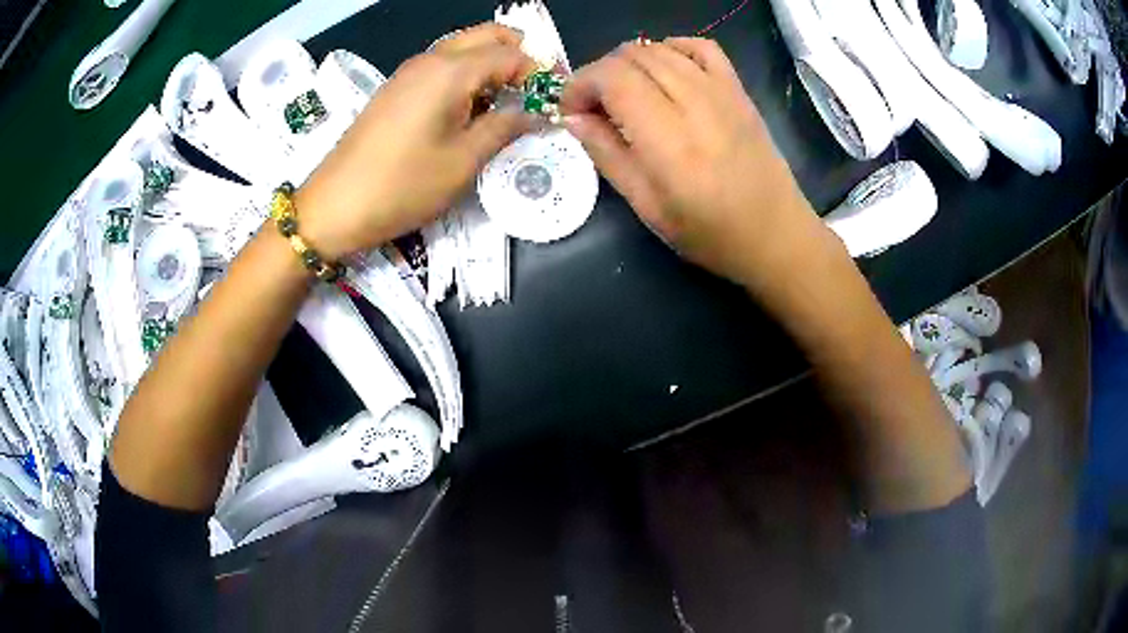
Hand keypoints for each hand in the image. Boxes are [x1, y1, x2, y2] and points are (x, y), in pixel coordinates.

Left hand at [297, 24, 536, 260]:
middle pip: (486, 36)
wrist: (334, 206)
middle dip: (517, 56)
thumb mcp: (463, 161)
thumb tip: (535, 113)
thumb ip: (505, 128)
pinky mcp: (395, 90)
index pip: (510, 54)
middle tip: (533, 93)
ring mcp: (408, 73)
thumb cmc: (402, 186)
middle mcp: (430, 60)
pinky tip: (470, 112)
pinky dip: (465, 78)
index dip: (539, 72)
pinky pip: (441, 68)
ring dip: (490, 66)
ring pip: (462, 50)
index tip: (556, 100)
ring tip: (506, 106)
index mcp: (450, 71)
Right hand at [561, 38, 833, 288]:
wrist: (775, 234)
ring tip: (624, 93)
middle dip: (599, 74)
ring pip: (660, 48)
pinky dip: (672, 48)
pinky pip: (701, 47)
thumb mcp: (647, 206)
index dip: (580, 84)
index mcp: (669, 140)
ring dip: (629, 63)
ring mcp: (722, 91)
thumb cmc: (710, 233)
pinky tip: (663, 70)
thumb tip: (572, 117)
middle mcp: (695, 103)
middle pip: (632, 56)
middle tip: (594, 107)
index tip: (570, 110)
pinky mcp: (739, 90)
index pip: (612, 78)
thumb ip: (606, 154)